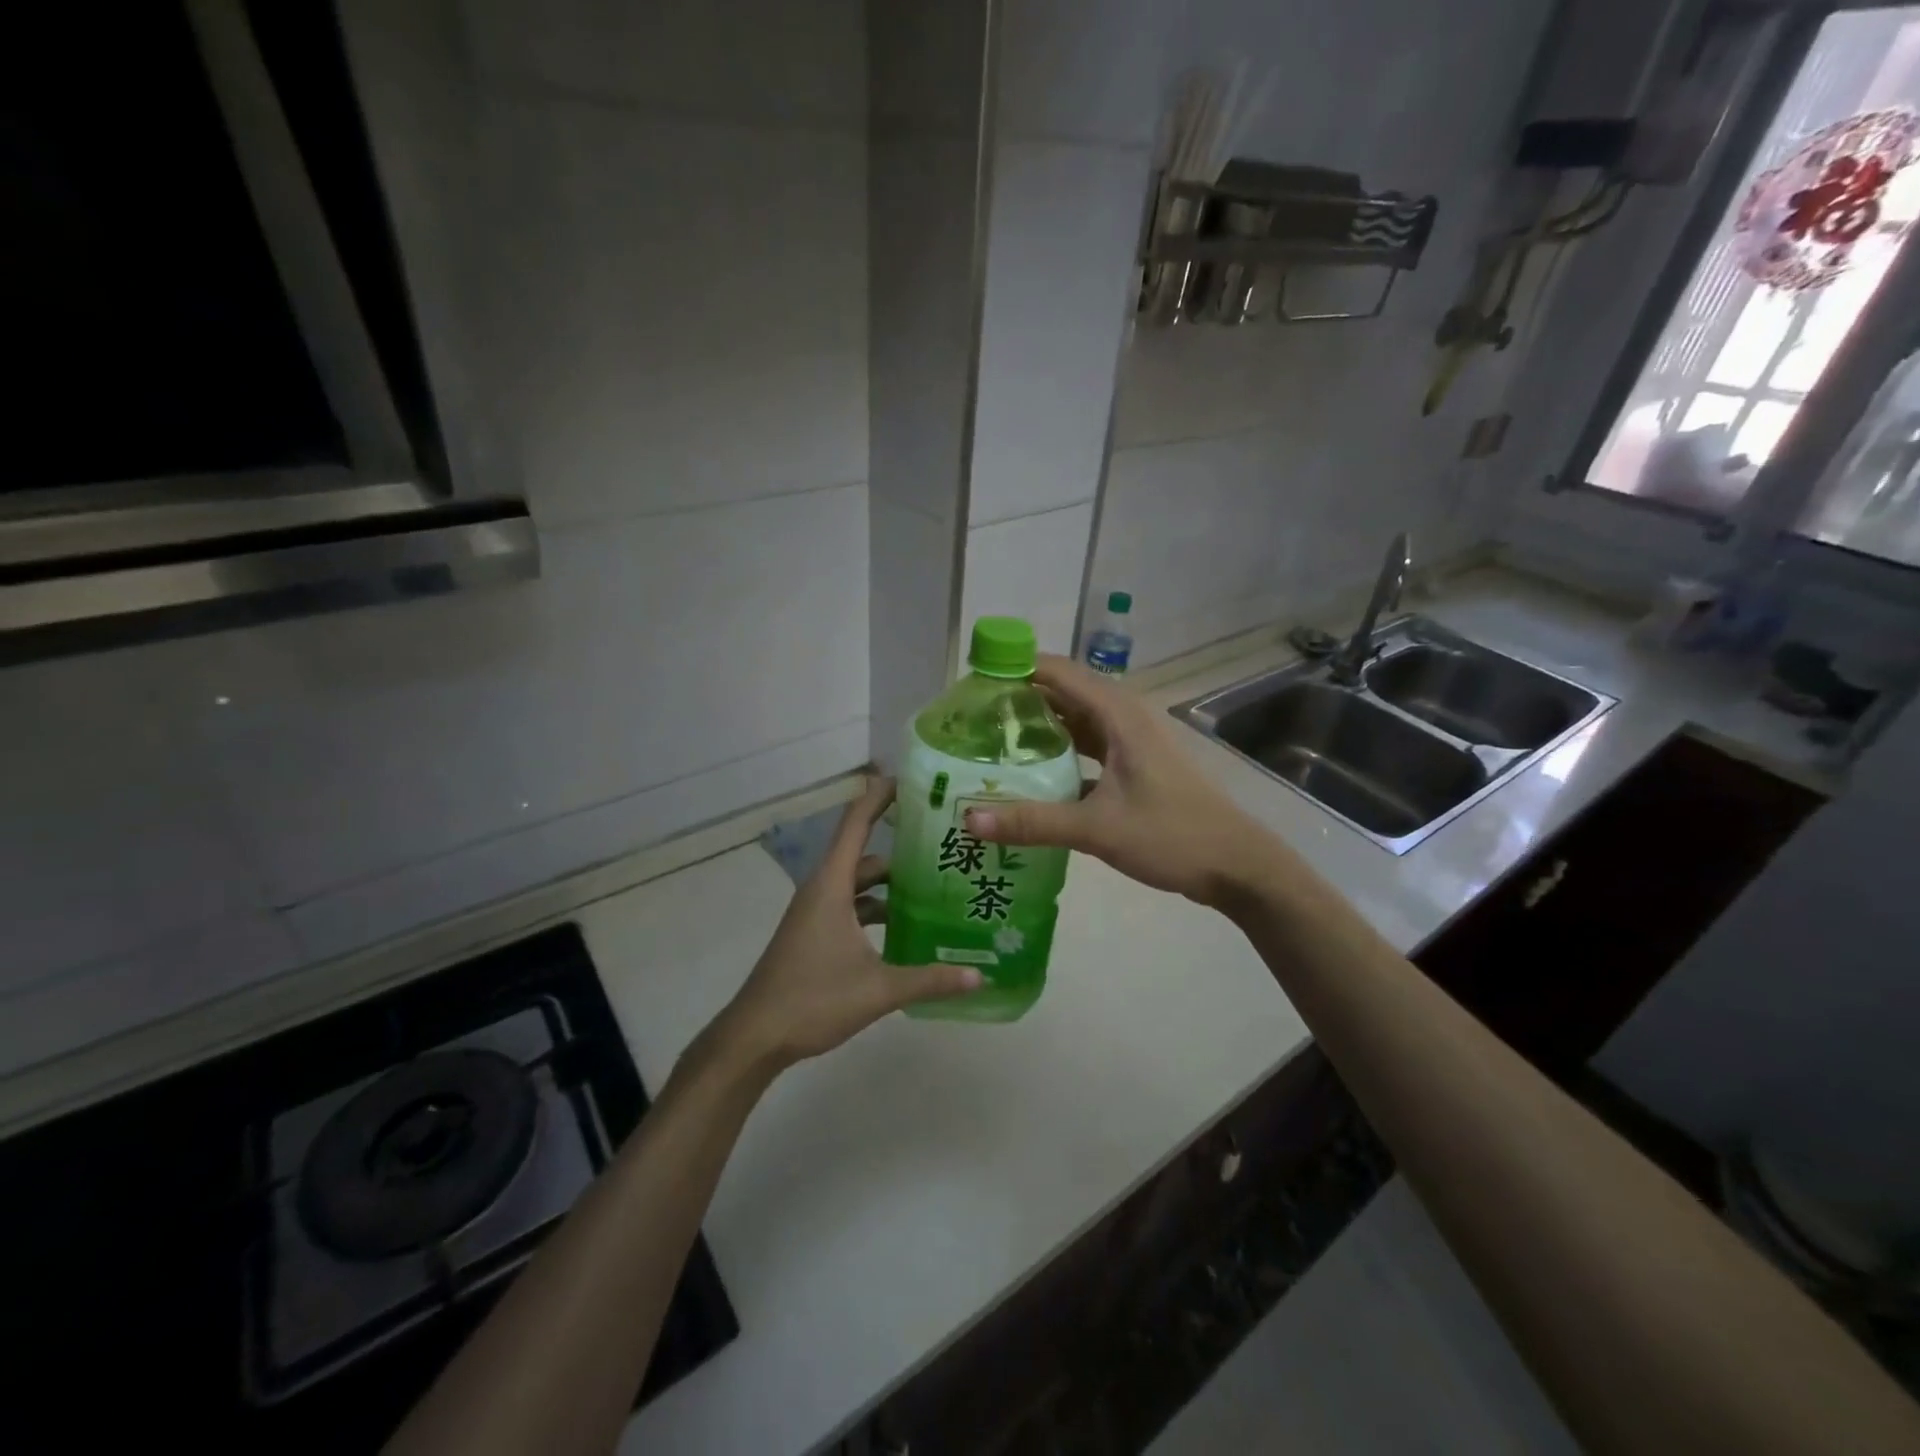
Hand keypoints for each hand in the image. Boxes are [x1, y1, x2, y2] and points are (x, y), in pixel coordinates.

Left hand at [708, 778, 981, 1076]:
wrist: (755, 1037)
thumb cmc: (812, 1000)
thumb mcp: (878, 989)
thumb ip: (930, 980)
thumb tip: (979, 976)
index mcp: (831, 885)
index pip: (857, 824)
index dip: (880, 796)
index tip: (910, 780)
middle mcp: (822, 890)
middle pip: (865, 854)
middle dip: (901, 846)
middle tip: (944, 844)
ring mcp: (816, 913)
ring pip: (859, 884)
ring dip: (891, 884)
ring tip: (936, 886)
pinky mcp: (815, 934)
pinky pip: (852, 907)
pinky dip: (878, 909)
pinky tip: (907, 928)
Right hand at [963, 655, 1274, 909]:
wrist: (1237, 865)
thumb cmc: (1171, 835)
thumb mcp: (1096, 828)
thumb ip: (1032, 822)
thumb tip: (968, 819)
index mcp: (1118, 715)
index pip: (1058, 672)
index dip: (1016, 668)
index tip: (973, 681)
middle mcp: (1125, 718)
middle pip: (1064, 694)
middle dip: (1021, 699)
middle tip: (972, 717)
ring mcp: (1133, 743)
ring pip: (1077, 722)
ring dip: (1040, 728)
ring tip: (993, 742)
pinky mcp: (1136, 767)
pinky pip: (1089, 748)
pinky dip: (1060, 755)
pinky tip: (1033, 778)